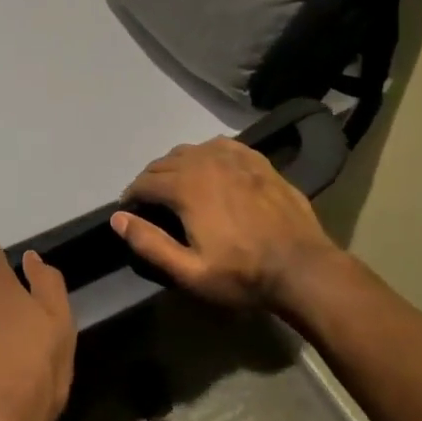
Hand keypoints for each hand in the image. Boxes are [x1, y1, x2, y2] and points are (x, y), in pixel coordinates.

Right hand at [112, 138, 342, 310]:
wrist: (303, 268)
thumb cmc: (242, 274)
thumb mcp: (190, 271)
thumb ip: (149, 243)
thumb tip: (118, 219)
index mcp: (185, 186)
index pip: (144, 182)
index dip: (131, 196)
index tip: (130, 210)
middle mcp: (205, 162)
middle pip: (164, 162)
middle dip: (151, 180)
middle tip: (151, 202)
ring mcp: (234, 157)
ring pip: (191, 150)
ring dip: (176, 166)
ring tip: (177, 185)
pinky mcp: (257, 161)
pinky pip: (220, 146)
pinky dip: (206, 154)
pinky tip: (210, 168)